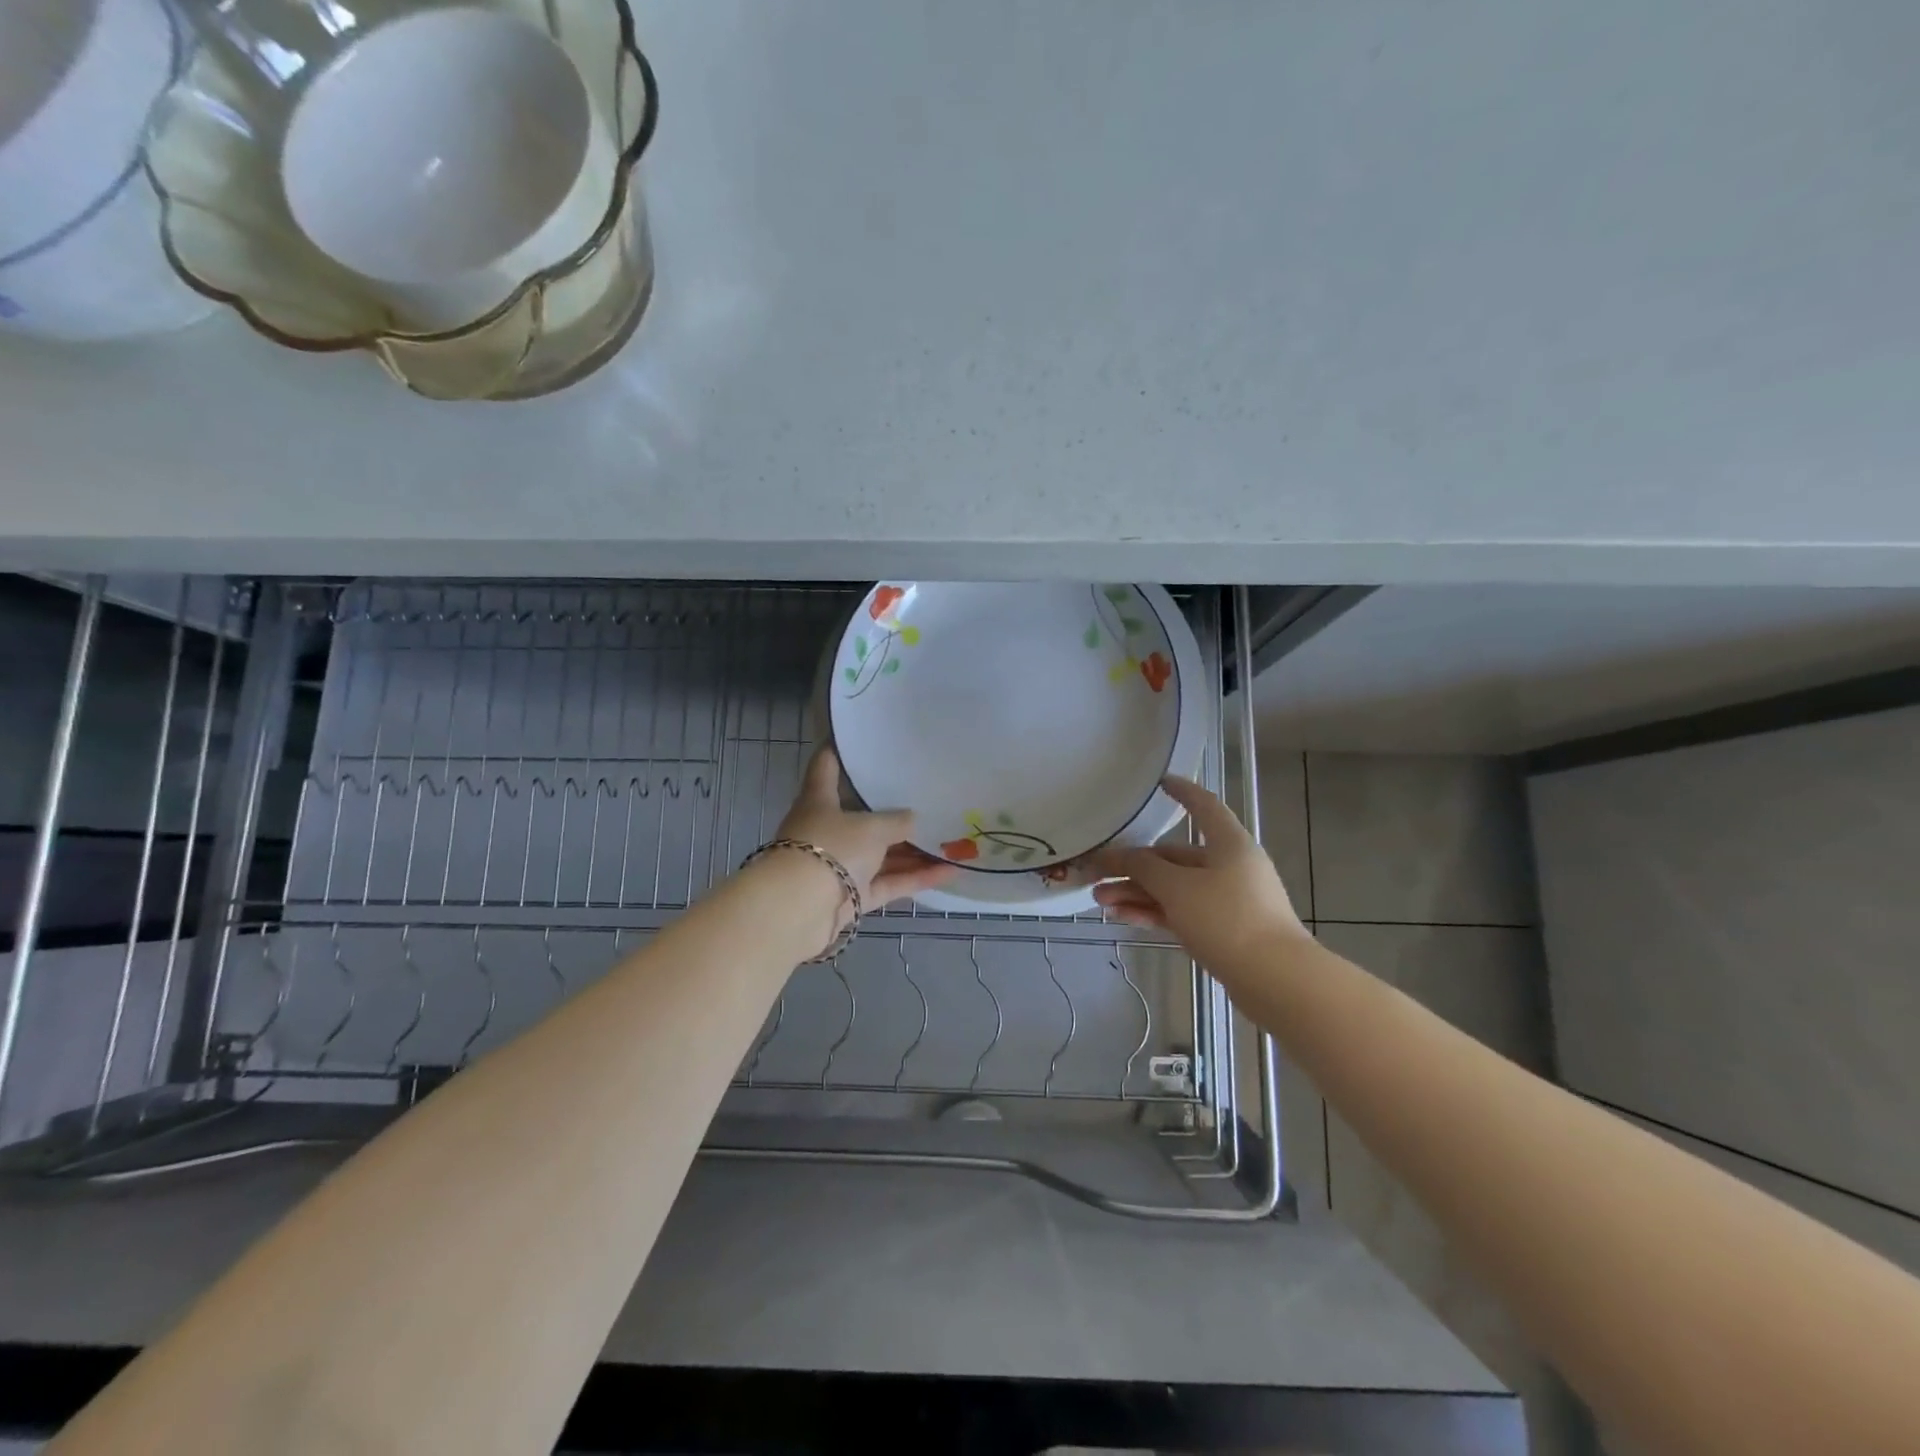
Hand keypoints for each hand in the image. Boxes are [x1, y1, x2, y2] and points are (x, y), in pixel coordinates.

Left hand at [776, 745, 954, 907]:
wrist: (800, 910)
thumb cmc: (831, 848)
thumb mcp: (871, 827)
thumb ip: (896, 821)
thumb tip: (912, 819)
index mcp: (819, 801)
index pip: (826, 767)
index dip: (839, 750)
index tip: (859, 738)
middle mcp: (827, 831)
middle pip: (862, 817)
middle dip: (893, 810)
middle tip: (927, 795)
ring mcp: (840, 866)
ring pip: (881, 854)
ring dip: (913, 850)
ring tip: (951, 837)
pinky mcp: (852, 897)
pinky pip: (889, 883)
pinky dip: (916, 878)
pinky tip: (951, 871)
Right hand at [1090, 775, 1308, 971]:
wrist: (1275, 980)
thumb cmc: (1228, 919)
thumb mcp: (1177, 888)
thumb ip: (1143, 867)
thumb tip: (1119, 856)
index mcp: (1228, 843)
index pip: (1203, 806)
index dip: (1181, 792)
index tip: (1159, 783)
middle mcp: (1229, 866)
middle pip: (1175, 856)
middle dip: (1134, 865)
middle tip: (1096, 874)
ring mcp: (1227, 900)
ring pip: (1174, 888)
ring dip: (1137, 891)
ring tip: (1100, 901)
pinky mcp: (1223, 930)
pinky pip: (1181, 912)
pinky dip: (1154, 912)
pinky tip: (1122, 917)